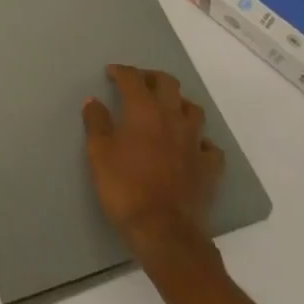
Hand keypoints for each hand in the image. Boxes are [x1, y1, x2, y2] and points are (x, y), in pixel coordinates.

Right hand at [83, 64, 224, 260]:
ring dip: (179, 104)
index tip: (111, 73)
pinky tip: (191, 147)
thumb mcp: (98, 153)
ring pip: (193, 109)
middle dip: (152, 78)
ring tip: (167, 111)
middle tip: (139, 84)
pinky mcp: (209, 168)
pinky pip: (209, 146)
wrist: (164, 232)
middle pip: (168, 83)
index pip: (133, 78)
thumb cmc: (125, 188)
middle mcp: (172, 118)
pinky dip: (199, 141)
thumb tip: (93, 101)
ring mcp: (194, 142)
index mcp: (143, 110)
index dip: (121, 71)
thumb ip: (96, 122)